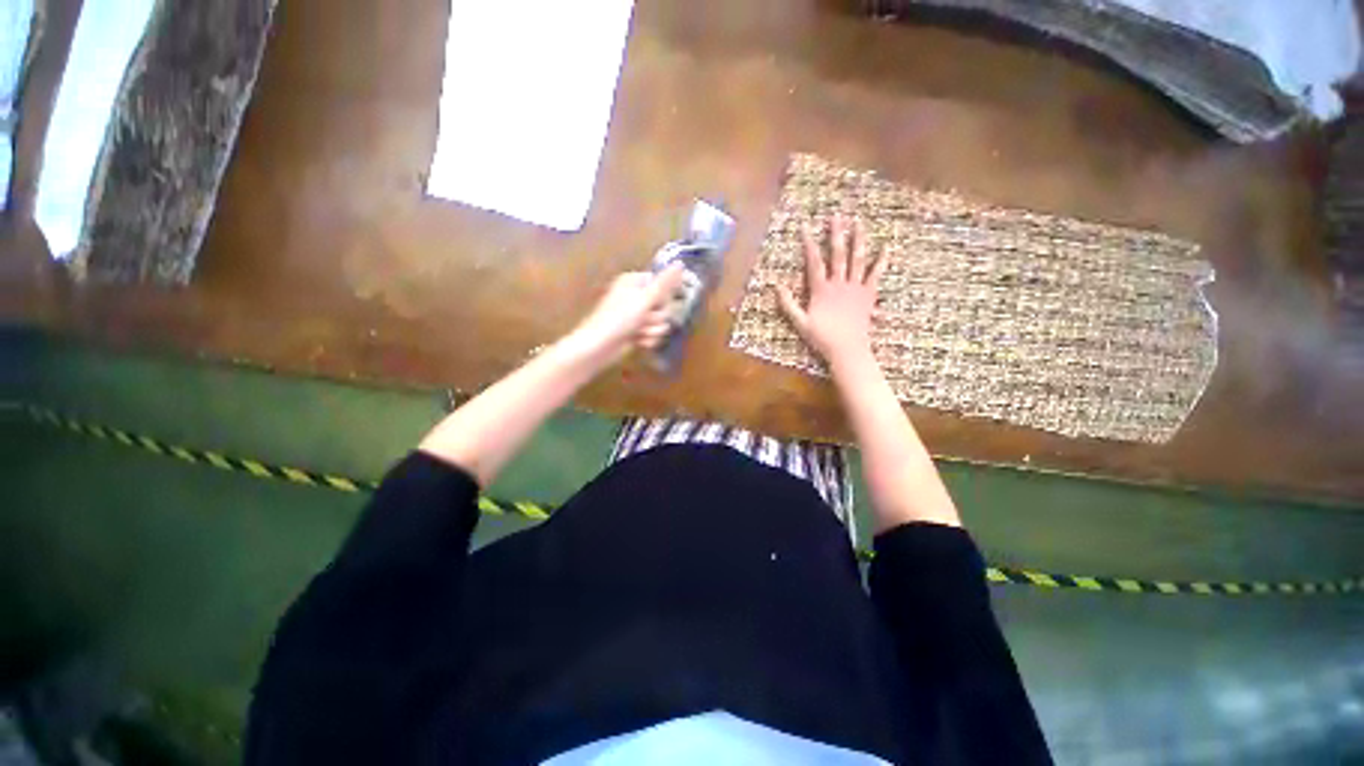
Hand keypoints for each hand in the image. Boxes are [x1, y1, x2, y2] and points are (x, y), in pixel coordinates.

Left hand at [564, 263, 685, 365]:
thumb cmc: (619, 319)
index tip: (661, 301)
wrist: (599, 346)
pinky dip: (648, 338)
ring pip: (661, 322)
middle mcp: (636, 296)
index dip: (664, 295)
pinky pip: (654, 333)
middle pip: (664, 304)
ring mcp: (637, 316)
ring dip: (653, 329)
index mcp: (635, 282)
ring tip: (639, 332)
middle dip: (657, 316)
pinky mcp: (637, 332)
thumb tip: (681, 263)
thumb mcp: (644, 298)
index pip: (662, 284)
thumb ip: (664, 283)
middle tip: (645, 319)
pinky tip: (639, 341)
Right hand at [776, 214, 885, 366]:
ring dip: (858, 240)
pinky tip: (886, 248)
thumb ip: (788, 304)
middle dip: (836, 234)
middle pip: (838, 255)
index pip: (814, 262)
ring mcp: (856, 287)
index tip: (806, 227)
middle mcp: (839, 283)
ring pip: (857, 259)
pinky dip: (881, 261)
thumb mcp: (800, 322)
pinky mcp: (868, 294)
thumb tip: (777, 286)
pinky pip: (876, 275)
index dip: (809, 244)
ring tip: (859, 223)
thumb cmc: (822, 337)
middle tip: (837, 216)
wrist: (847, 349)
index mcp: (821, 289)